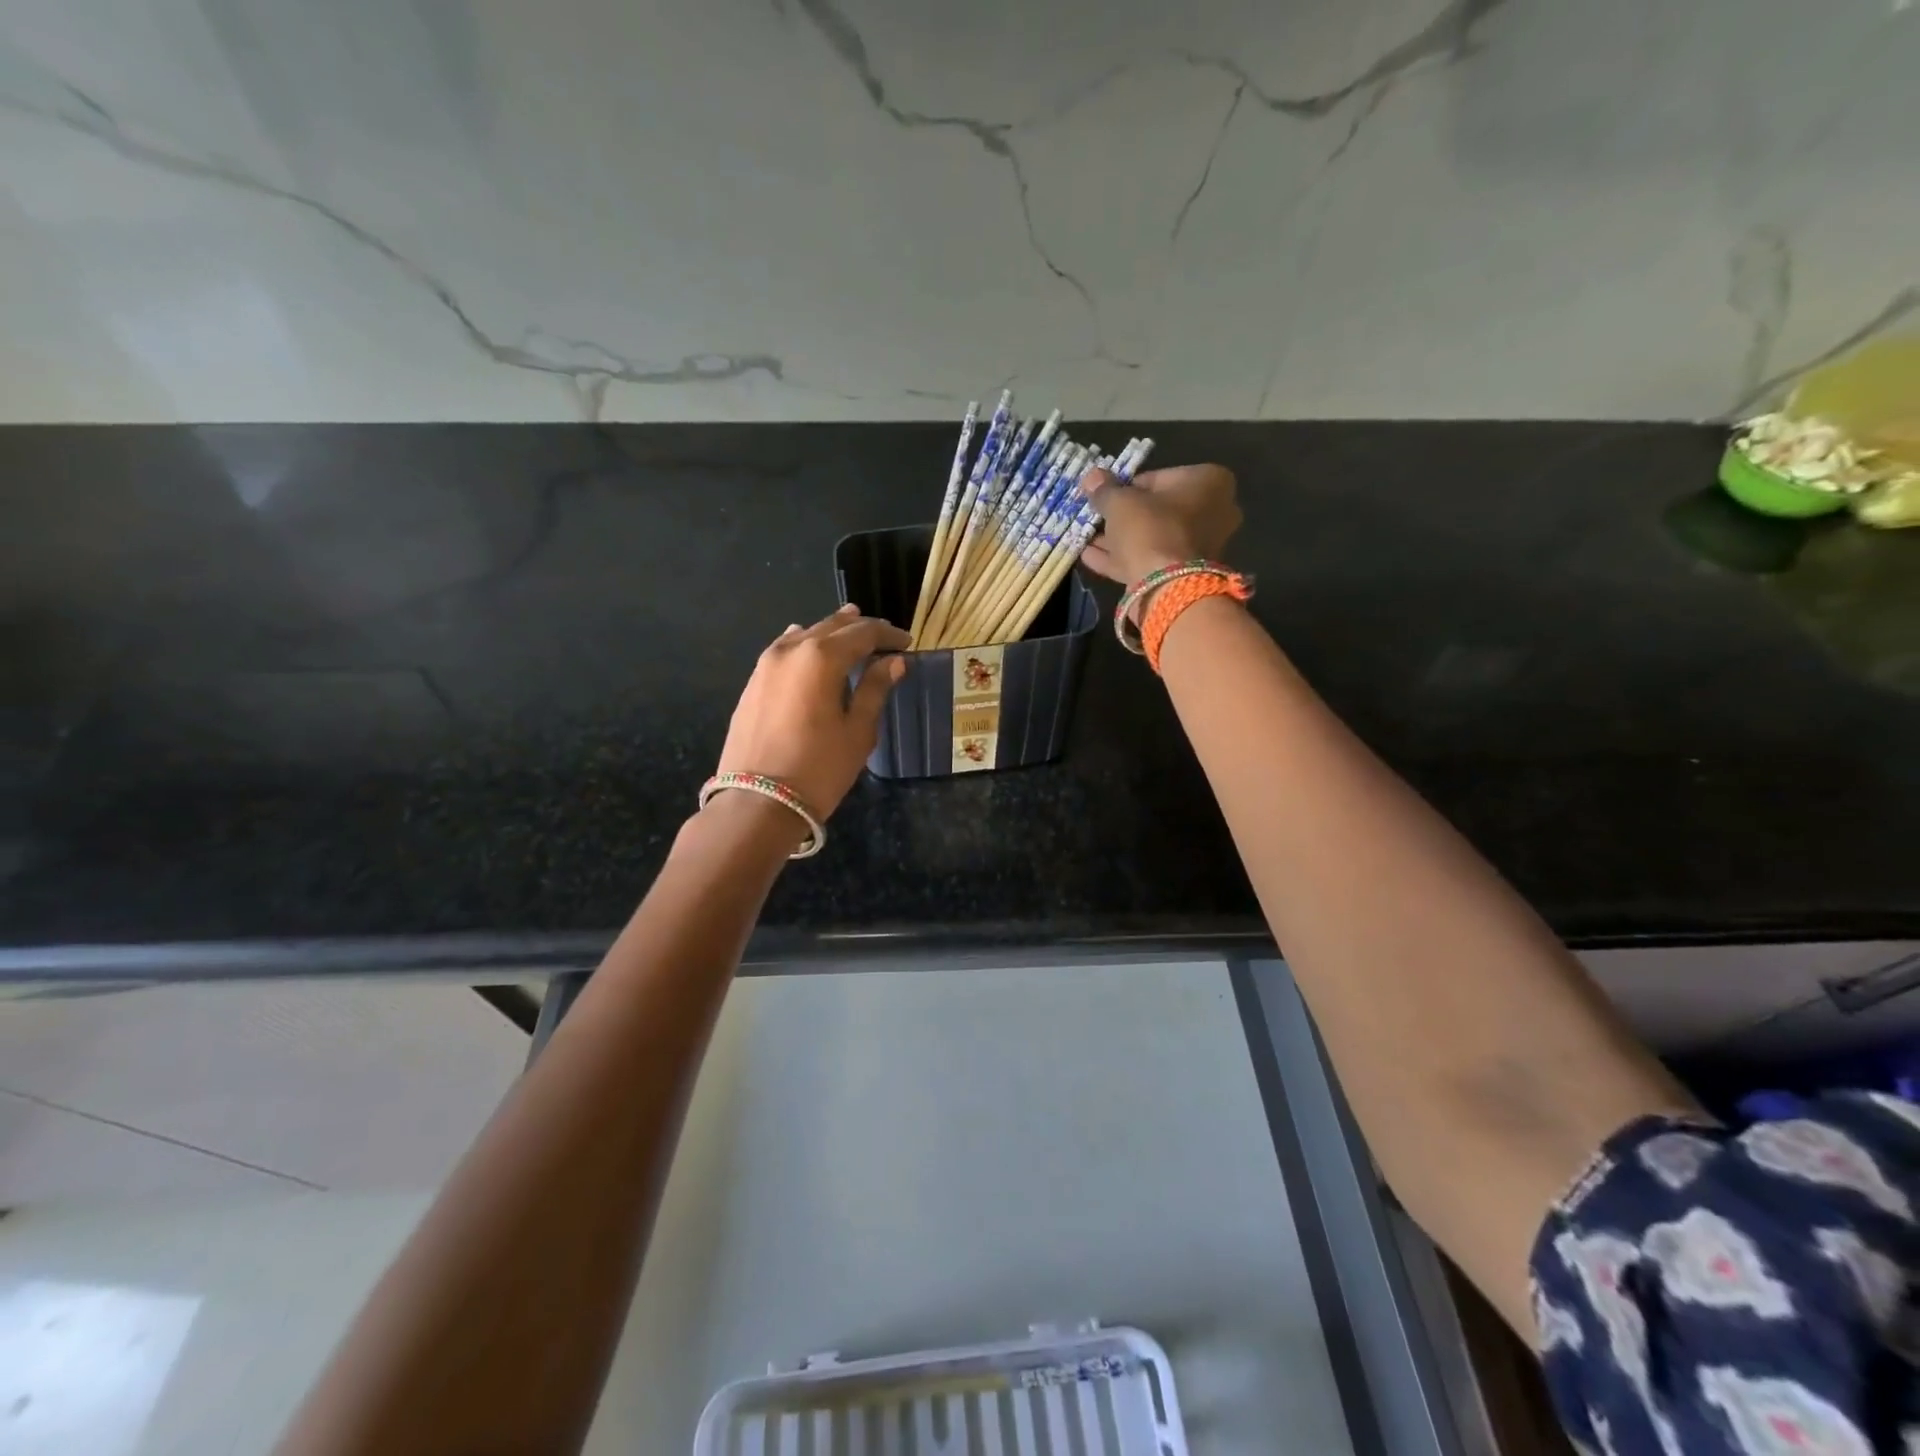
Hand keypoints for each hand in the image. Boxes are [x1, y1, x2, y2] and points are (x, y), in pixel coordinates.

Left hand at [715, 604, 910, 818]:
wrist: (758, 802)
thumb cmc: (819, 769)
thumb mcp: (858, 731)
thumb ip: (875, 689)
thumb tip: (894, 662)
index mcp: (821, 657)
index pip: (862, 633)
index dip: (888, 635)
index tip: (907, 643)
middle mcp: (791, 650)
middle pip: (832, 627)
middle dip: (861, 629)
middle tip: (885, 637)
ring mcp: (766, 664)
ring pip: (805, 635)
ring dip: (832, 633)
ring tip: (851, 634)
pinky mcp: (753, 682)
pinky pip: (785, 650)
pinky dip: (805, 645)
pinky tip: (811, 649)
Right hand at [1078, 464, 1242, 584]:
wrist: (1168, 588)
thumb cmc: (1150, 530)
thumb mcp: (1120, 502)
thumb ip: (1105, 489)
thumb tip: (1091, 477)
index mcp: (1208, 481)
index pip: (1157, 478)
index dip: (1125, 487)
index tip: (1105, 497)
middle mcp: (1213, 511)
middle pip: (1156, 510)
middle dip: (1124, 516)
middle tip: (1096, 517)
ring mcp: (1200, 546)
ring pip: (1151, 537)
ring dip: (1118, 538)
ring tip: (1086, 538)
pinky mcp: (1185, 573)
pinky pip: (1149, 559)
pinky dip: (1122, 558)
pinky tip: (1090, 557)